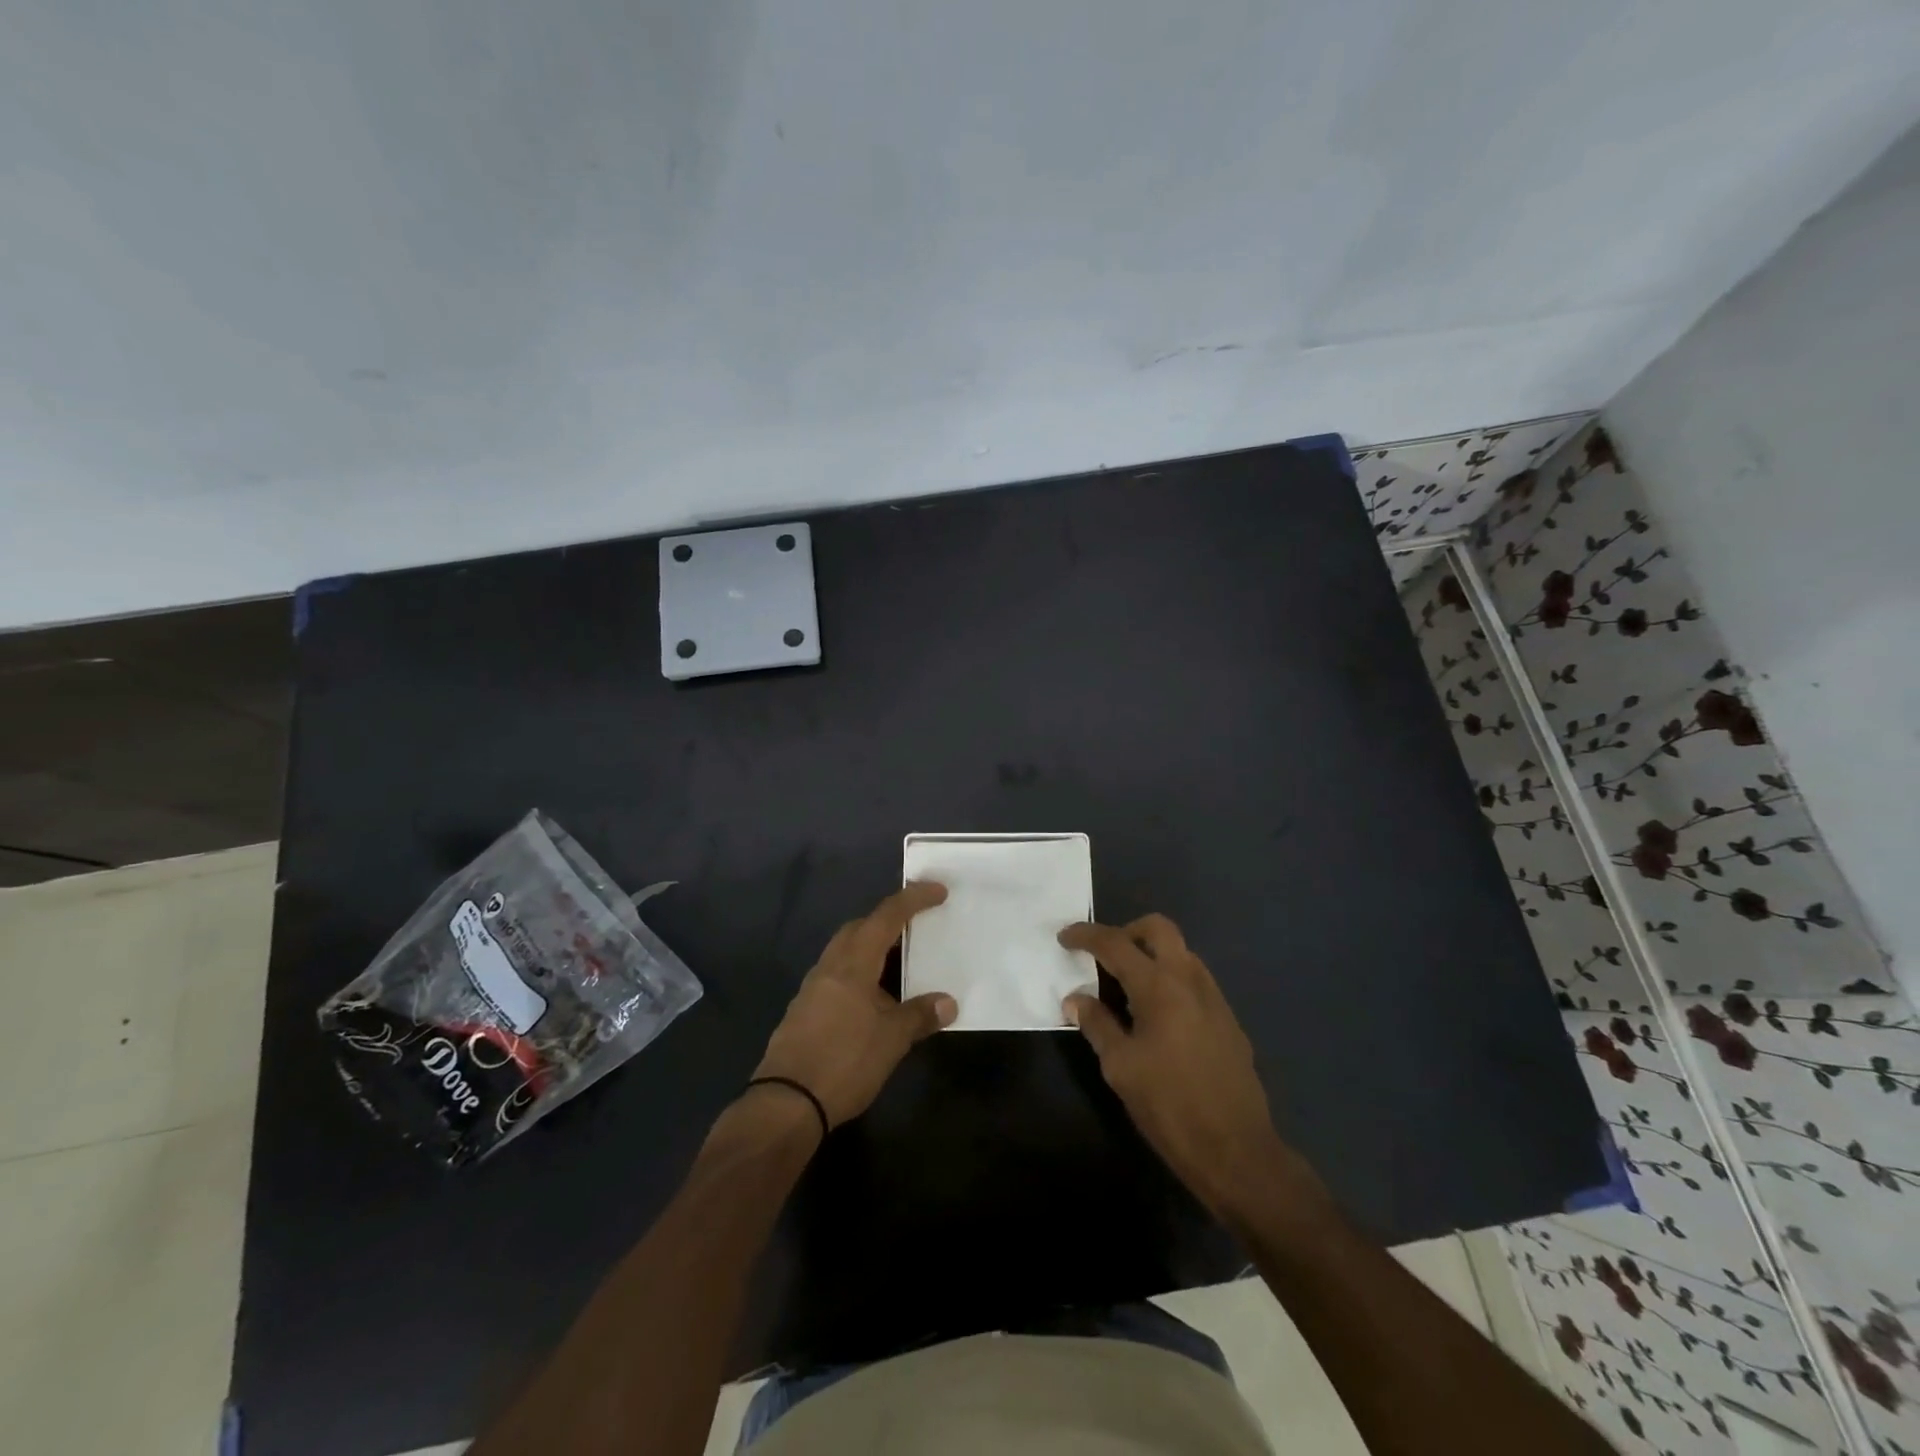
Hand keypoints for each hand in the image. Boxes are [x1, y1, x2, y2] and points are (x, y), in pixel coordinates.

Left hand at [752, 882, 956, 1128]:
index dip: (913, 900)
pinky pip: (837, 977)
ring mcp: (813, 989)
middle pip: (859, 929)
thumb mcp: (891, 1040)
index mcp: (853, 963)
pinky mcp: (804, 1011)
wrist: (786, 1102)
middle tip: (916, 928)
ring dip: (872, 950)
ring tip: (900, 966)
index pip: (886, 917)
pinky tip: (873, 1001)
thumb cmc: (844, 1061)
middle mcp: (830, 967)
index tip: (937, 891)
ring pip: (845, 953)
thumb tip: (948, 1003)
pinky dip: (859, 975)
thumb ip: (919, 1016)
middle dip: (887, 921)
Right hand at [1060, 914, 1316, 1219]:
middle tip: (1104, 957)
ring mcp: (1215, 997)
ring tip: (1127, 989)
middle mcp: (1190, 979)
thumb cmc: (1169, 1106)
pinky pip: (1194, 980)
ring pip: (1180, 952)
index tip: (1064, 937)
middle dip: (1126, 932)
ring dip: (1151, 955)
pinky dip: (1170, 979)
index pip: (1115, 943)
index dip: (1085, 935)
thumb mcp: (1120, 1066)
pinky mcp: (1228, 1019)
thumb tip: (1075, 999)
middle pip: (1158, 928)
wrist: (1237, 1151)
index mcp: (1159, 986)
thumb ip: (1096, 1024)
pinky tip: (1157, 1017)